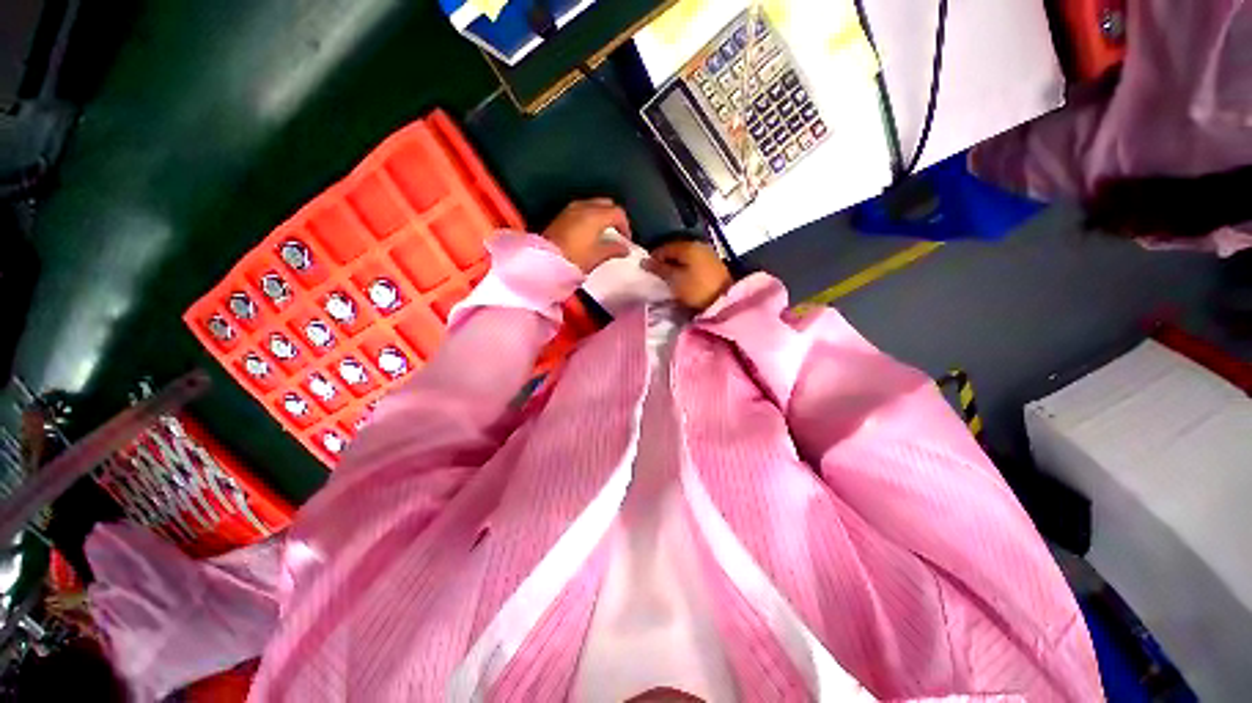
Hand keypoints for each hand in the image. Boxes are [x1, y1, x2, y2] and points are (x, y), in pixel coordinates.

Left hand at [541, 199, 632, 272]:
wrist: (546, 260)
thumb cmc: (574, 258)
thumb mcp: (598, 256)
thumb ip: (614, 249)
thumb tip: (624, 248)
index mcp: (596, 215)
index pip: (618, 213)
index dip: (626, 226)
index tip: (626, 239)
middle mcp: (584, 206)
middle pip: (606, 204)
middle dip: (614, 217)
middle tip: (617, 233)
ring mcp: (571, 209)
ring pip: (593, 205)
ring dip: (601, 216)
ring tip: (604, 233)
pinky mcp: (562, 215)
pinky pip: (582, 209)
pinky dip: (590, 217)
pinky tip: (590, 232)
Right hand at [643, 240, 732, 311]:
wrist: (725, 299)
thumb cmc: (697, 288)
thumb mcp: (675, 280)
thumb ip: (659, 269)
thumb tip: (644, 261)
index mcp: (687, 246)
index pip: (664, 247)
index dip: (653, 258)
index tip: (646, 270)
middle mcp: (698, 245)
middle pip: (675, 251)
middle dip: (664, 261)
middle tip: (656, 275)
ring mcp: (707, 253)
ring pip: (684, 257)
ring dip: (675, 266)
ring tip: (668, 278)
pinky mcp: (713, 264)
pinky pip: (693, 262)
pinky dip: (684, 268)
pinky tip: (681, 278)